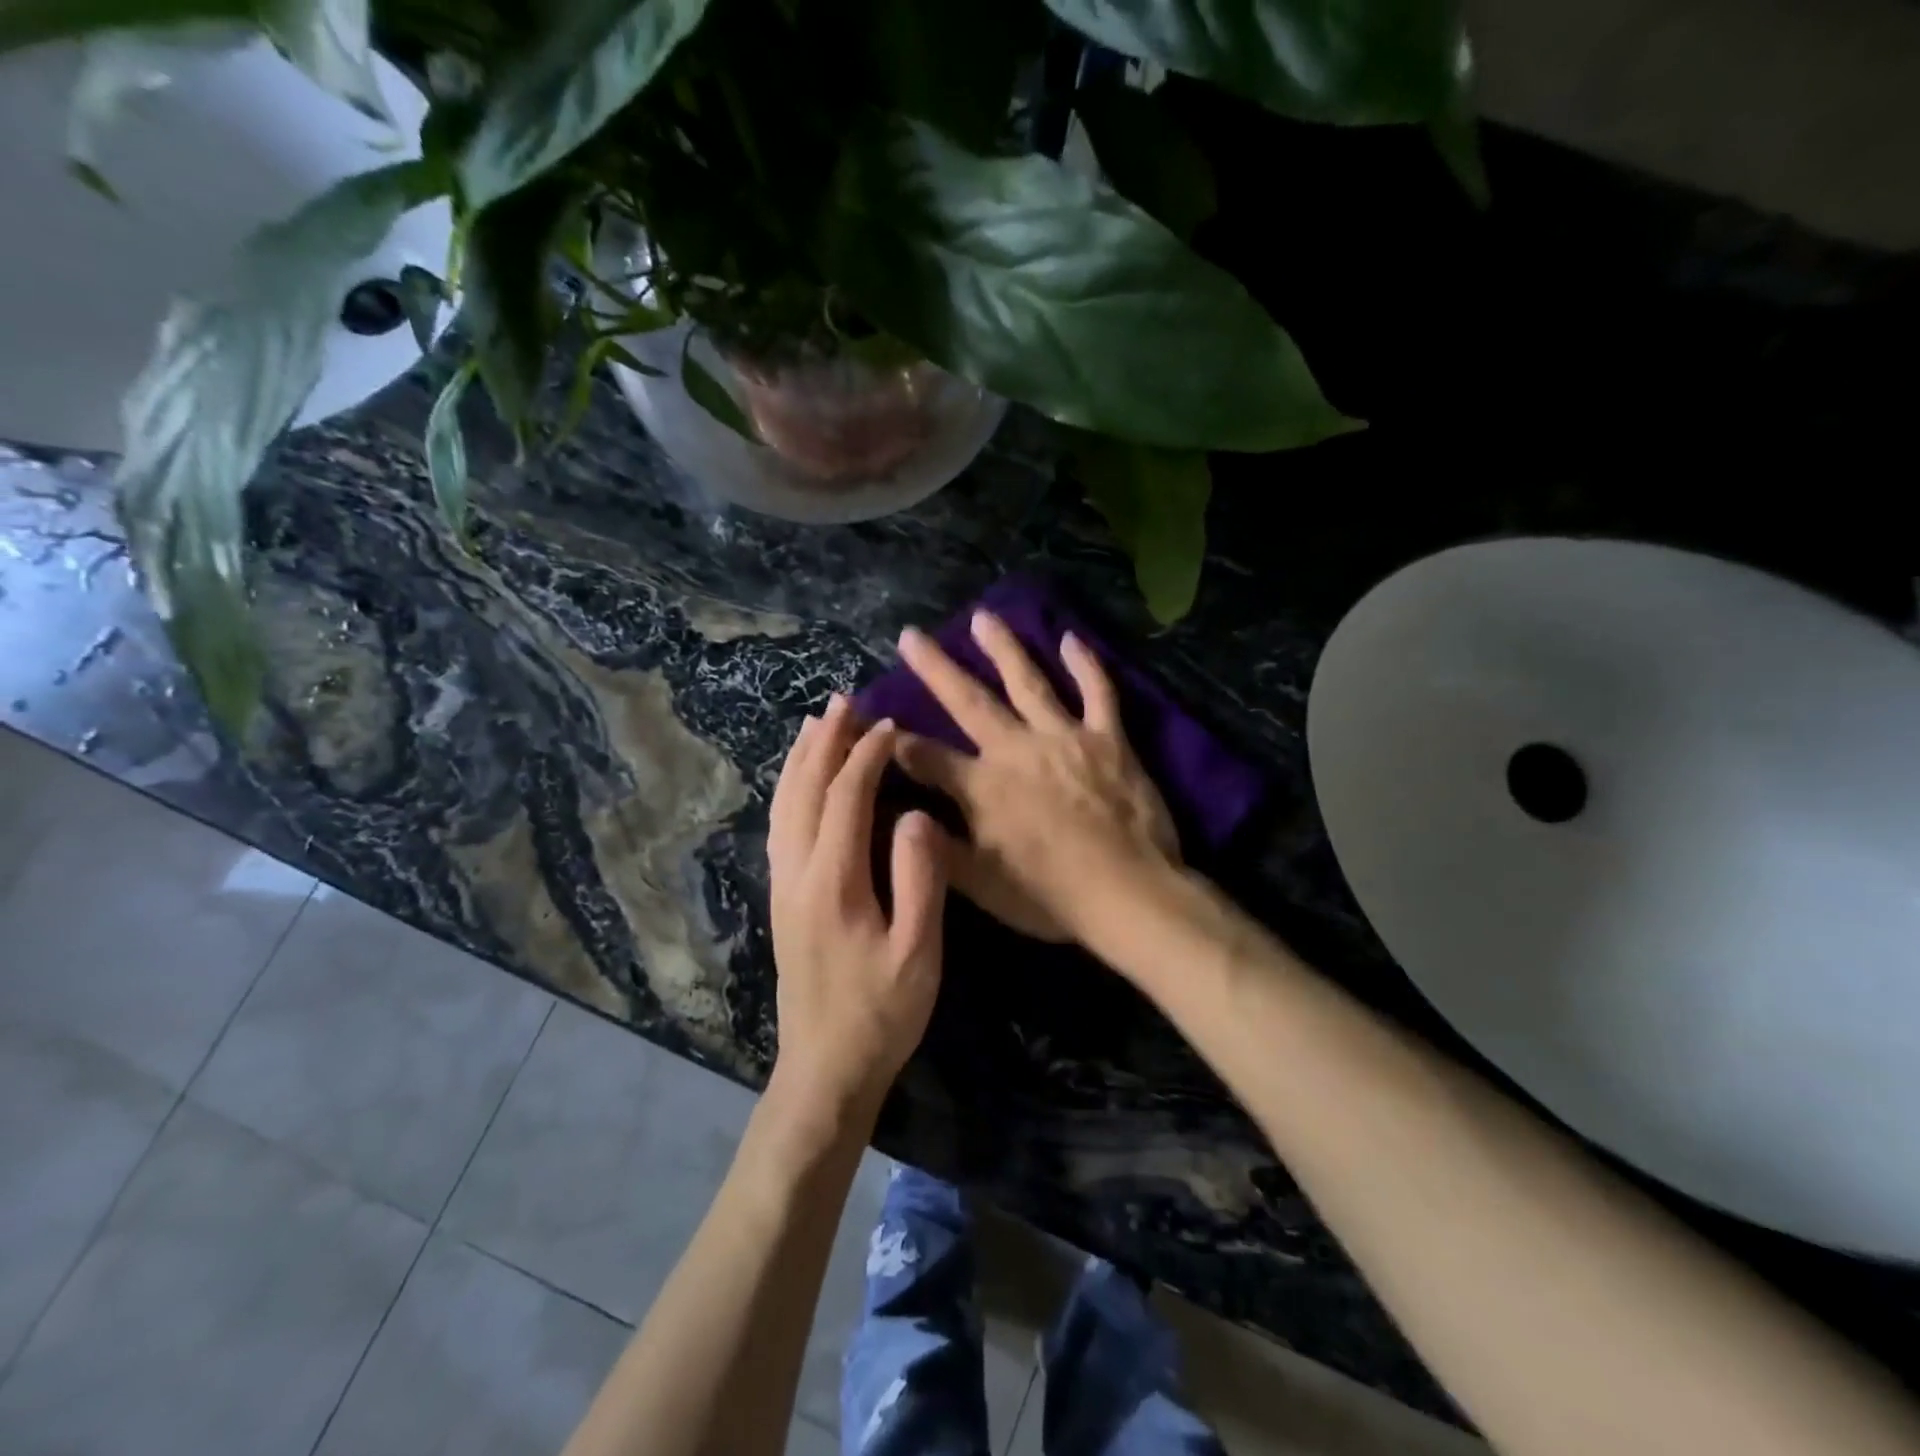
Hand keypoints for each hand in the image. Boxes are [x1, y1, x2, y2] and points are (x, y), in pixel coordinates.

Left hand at [766, 695, 948, 1129]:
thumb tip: (913, 814)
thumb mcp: (917, 951)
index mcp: (833, 880)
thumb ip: (919, 878)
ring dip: (801, 760)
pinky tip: (801, 782)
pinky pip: (780, 825)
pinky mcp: (781, 899)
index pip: (845, 797)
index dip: (866, 755)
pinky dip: (791, 789)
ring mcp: (782, 886)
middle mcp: (796, 873)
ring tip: (817, 725)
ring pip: (784, 805)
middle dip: (825, 742)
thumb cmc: (881, 1011)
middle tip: (844, 701)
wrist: (825, 1067)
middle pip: (804, 790)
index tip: (888, 724)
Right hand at [892, 610, 1179, 945]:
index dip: (896, 739)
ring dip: (1003, 647)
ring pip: (1028, 681)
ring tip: (982, 616)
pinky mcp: (1108, 738)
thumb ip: (936, 845)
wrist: (1128, 893)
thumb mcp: (981, 884)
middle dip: (935, 667)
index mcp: (982, 787)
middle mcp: (1016, 749)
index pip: (926, 756)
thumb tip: (895, 813)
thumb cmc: (1050, 896)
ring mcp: (1064, 737)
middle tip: (912, 635)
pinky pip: (1097, 692)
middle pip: (968, 700)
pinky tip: (1071, 638)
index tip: (876, 720)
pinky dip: (1085, 664)